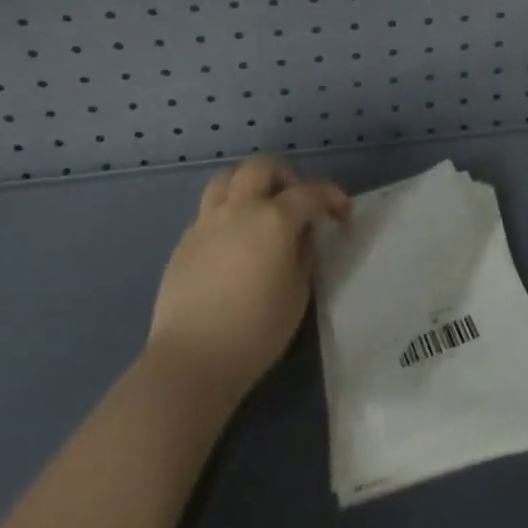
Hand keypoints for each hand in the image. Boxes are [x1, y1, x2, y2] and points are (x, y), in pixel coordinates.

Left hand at [147, 156, 351, 400]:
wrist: (192, 361)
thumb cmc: (256, 330)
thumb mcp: (298, 292)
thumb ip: (304, 253)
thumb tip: (301, 235)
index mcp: (274, 218)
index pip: (310, 191)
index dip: (332, 197)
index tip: (343, 214)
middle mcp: (239, 209)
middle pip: (261, 166)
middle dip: (285, 175)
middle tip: (295, 201)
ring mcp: (207, 223)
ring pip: (226, 179)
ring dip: (248, 184)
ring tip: (258, 209)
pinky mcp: (184, 243)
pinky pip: (208, 211)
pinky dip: (226, 213)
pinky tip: (233, 242)